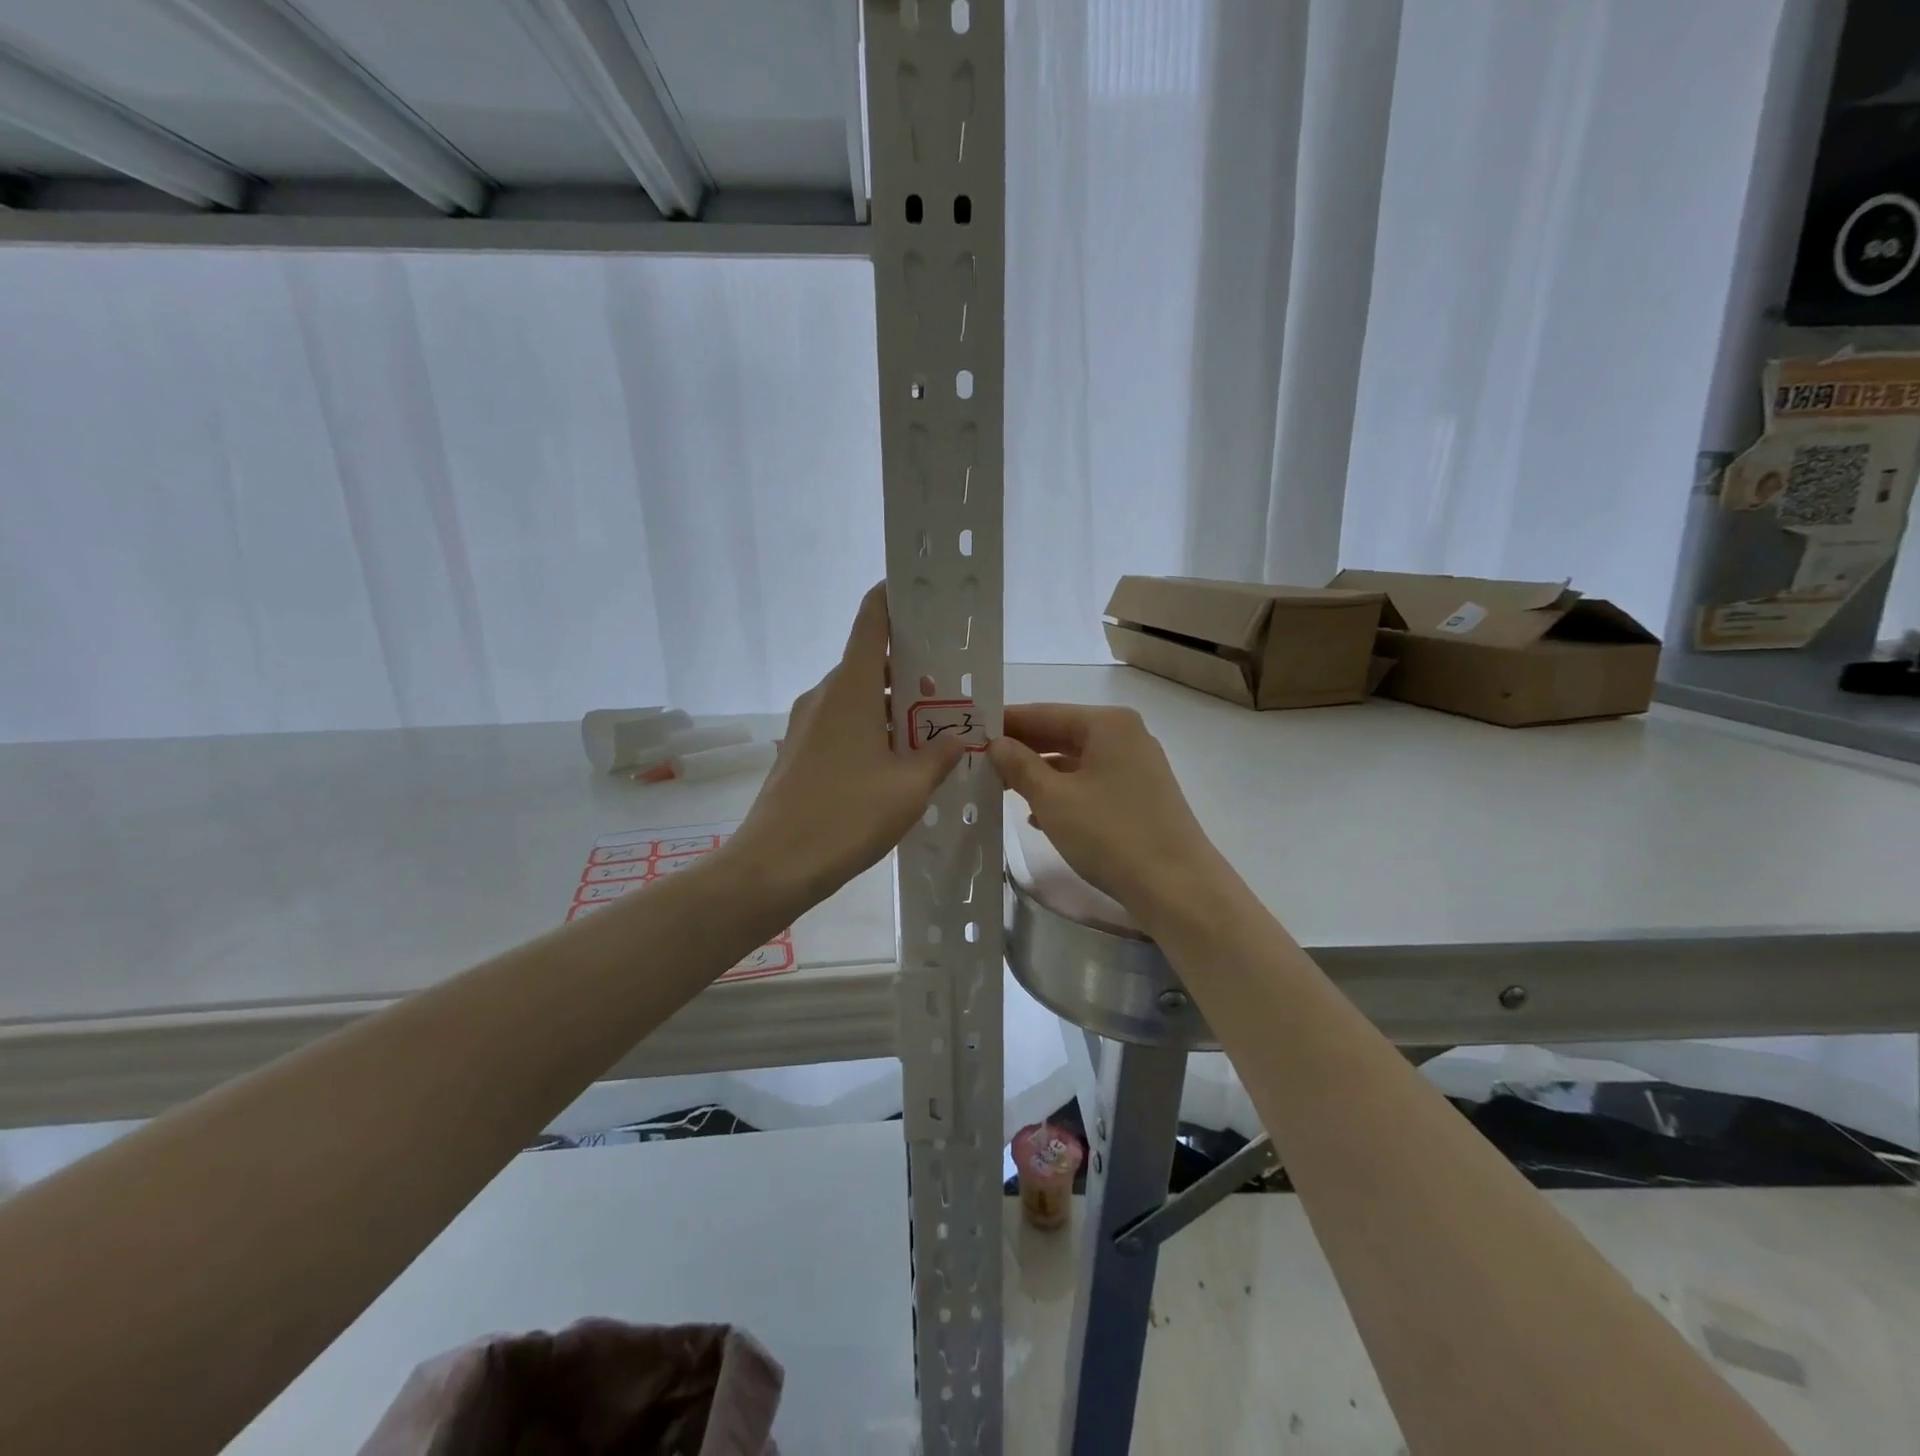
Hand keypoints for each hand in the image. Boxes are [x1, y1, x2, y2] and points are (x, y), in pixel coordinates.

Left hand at [727, 585, 966, 909]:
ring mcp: (806, 724)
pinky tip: (895, 762)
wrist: (773, 866)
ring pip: (856, 698)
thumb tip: (960, 738)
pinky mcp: (800, 751)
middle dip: (909, 670)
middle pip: (869, 663)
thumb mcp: (909, 788)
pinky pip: (842, 723)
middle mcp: (824, 696)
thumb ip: (940, 757)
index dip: (893, 598)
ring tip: (930, 731)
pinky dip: (871, 728)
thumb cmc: (846, 817)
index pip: (871, 621)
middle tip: (948, 689)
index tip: (922, 594)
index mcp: (849, 689)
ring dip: (891, 706)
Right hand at [988, 703, 1222, 922]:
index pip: (1044, 712)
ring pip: (1075, 762)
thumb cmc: (1110, 834)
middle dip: (1021, 749)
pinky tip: (1037, 816)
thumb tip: (996, 744)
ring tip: (1000, 788)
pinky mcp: (1140, 797)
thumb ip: (1020, 766)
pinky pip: (1091, 784)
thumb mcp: (1053, 799)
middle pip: (1061, 734)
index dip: (1005, 722)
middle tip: (978, 761)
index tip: (970, 731)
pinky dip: (1063, 794)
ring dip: (1039, 774)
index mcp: (1107, 724)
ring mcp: (1136, 768)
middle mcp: (1125, 736)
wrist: (1177, 888)